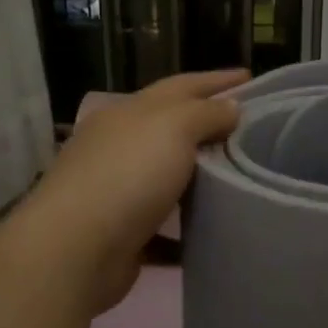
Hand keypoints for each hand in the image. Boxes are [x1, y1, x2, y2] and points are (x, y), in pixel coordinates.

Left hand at [21, 70, 246, 315]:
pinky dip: (189, 225)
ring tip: (241, 175)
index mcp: (130, 113)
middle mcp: (121, 146)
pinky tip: (216, 227)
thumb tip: (231, 107)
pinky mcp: (124, 233)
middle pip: (174, 128)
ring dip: (201, 175)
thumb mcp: (174, 128)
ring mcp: (119, 190)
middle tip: (252, 128)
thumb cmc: (128, 176)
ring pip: (169, 176)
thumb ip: (206, 113)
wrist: (75, 251)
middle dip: (210, 125)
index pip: (182, 86)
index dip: (217, 80)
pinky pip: (166, 225)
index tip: (251, 76)